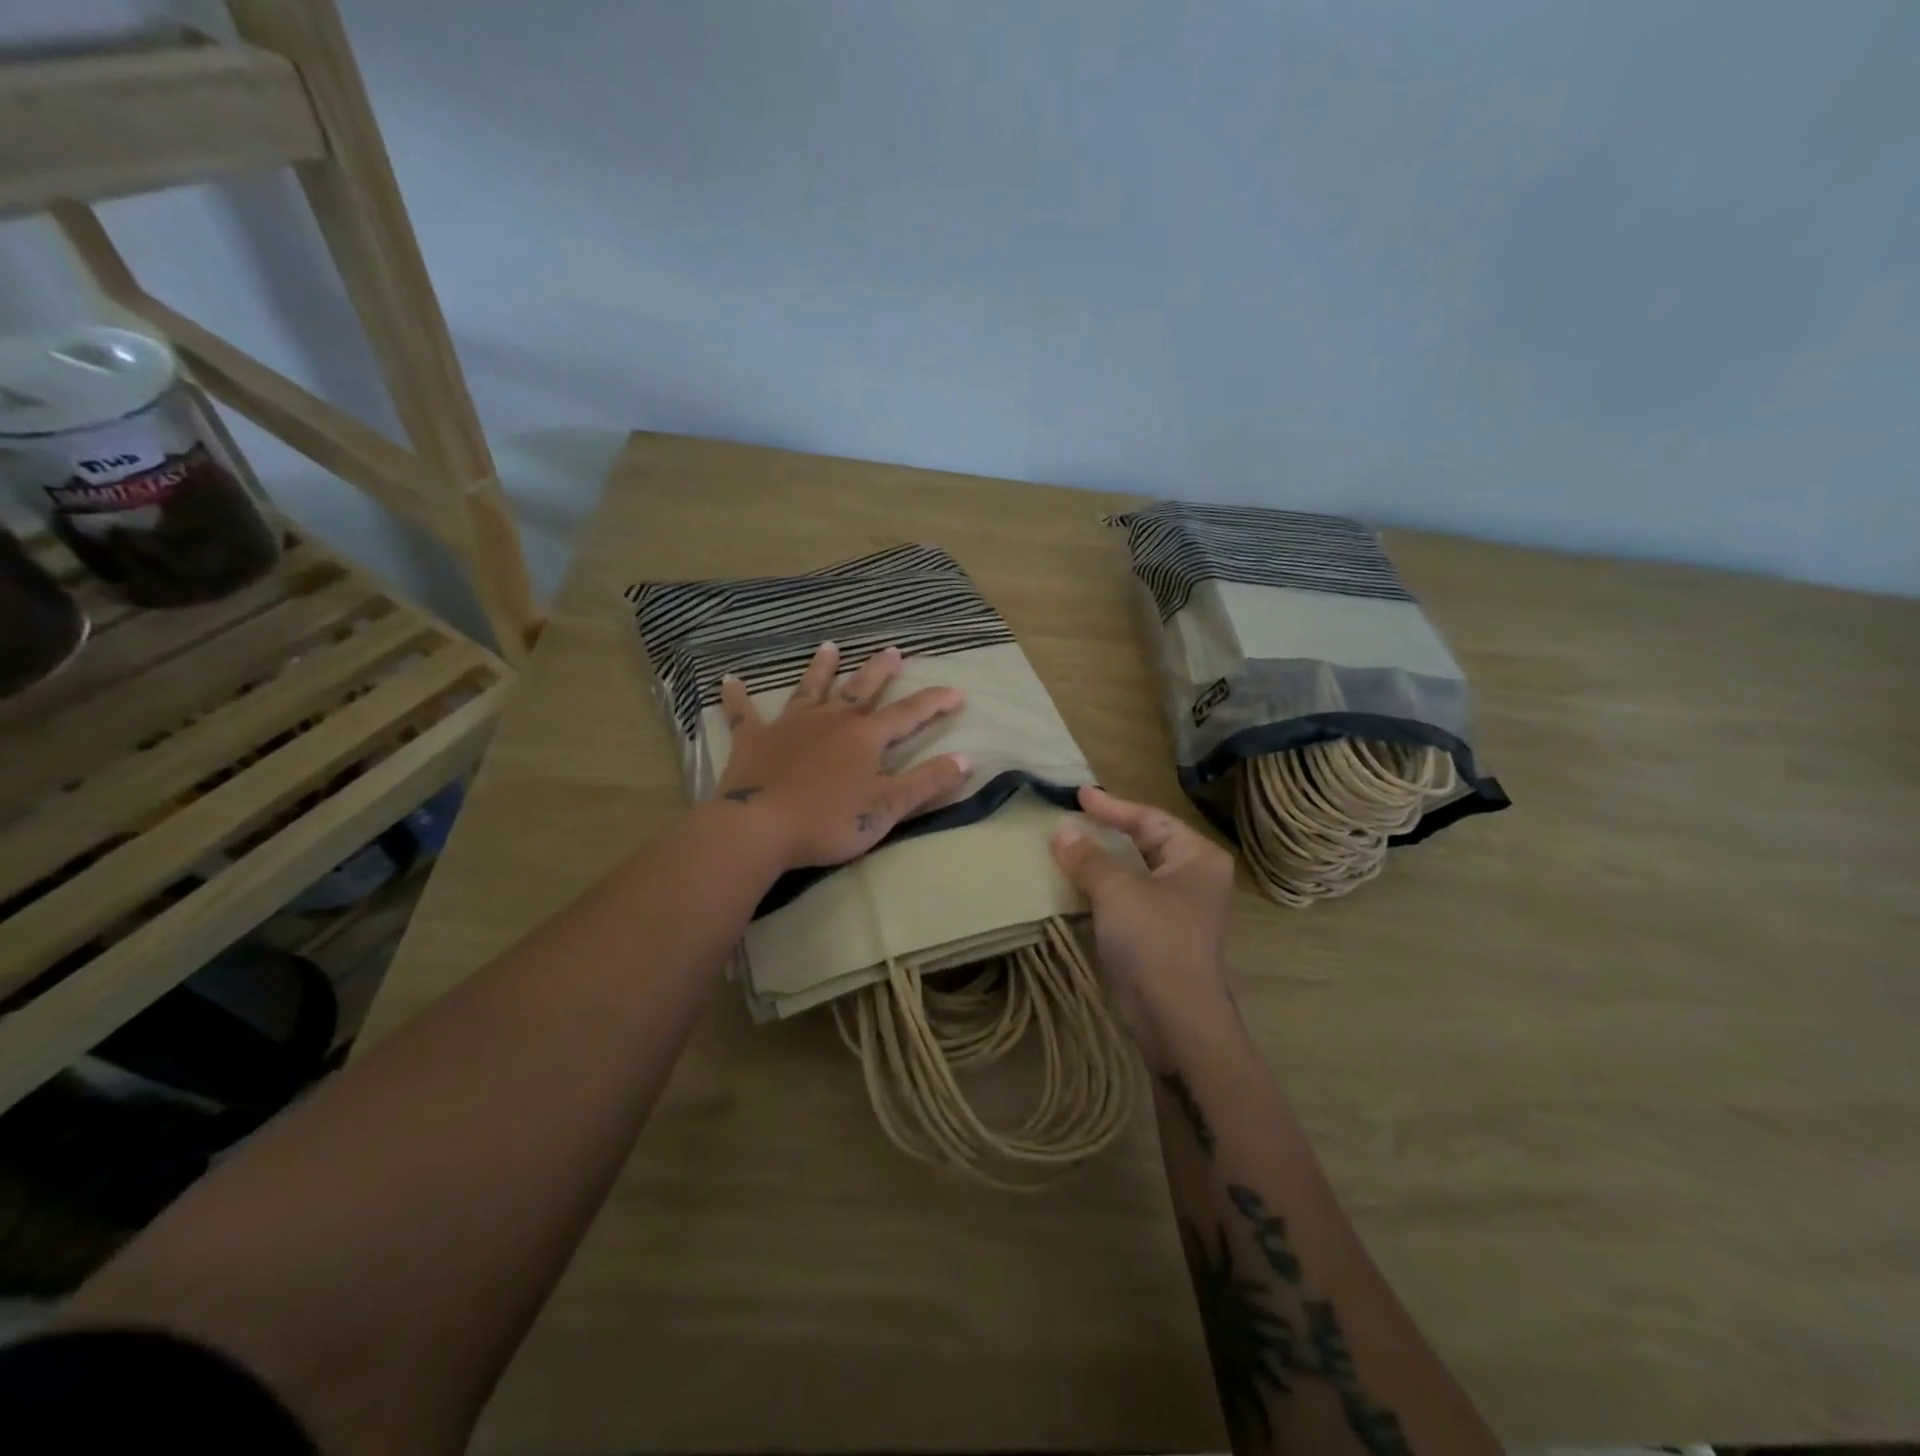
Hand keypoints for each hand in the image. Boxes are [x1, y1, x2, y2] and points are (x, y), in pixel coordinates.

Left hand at [715, 642, 969, 868]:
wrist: (760, 828)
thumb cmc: (829, 820)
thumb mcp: (888, 808)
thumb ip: (927, 782)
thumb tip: (966, 759)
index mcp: (865, 737)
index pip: (909, 714)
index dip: (935, 702)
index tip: (956, 691)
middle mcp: (831, 721)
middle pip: (861, 689)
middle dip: (880, 670)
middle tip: (892, 650)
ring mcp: (790, 726)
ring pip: (810, 689)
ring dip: (821, 668)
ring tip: (829, 646)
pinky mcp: (754, 740)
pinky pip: (744, 714)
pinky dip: (737, 697)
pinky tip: (729, 680)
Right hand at [1050, 786, 1236, 1054]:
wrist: (1175, 1018)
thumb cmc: (1154, 940)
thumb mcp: (1117, 891)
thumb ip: (1088, 858)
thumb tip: (1061, 831)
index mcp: (1197, 857)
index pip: (1150, 819)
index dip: (1113, 806)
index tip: (1079, 795)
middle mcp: (1194, 878)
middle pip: (1146, 842)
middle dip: (1110, 831)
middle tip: (1075, 817)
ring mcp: (1180, 909)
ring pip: (1136, 872)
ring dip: (1104, 861)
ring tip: (1070, 846)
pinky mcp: (1161, 935)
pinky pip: (1129, 898)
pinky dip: (1105, 888)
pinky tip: (1078, 884)